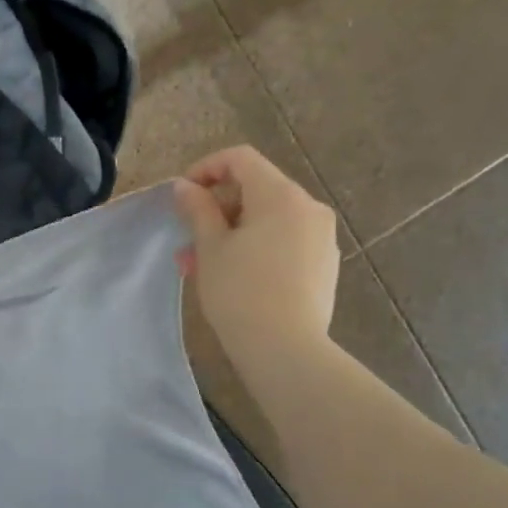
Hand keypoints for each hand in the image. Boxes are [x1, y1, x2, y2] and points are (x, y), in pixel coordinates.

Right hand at [172, 146, 340, 378]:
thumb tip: (186, 186)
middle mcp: (309, 207)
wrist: (285, 348)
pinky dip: (257, 247)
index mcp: (281, 195)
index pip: (240, 159)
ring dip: (233, 231)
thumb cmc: (240, 292)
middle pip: (257, 189)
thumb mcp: (210, 248)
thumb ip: (198, 209)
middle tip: (187, 239)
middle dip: (217, 209)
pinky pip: (285, 241)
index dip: (206, 168)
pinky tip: (237, 277)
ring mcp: (322, 236)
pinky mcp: (325, 264)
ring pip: (269, 219)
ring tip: (204, 264)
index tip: (183, 196)